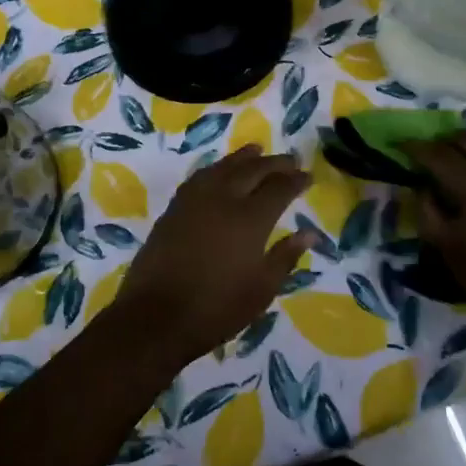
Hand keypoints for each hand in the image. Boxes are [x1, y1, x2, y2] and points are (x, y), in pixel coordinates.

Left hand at [112, 146, 312, 365]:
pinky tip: (218, 171)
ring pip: (222, 167)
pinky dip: (216, 168)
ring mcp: (194, 200)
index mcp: (250, 219)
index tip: (308, 176)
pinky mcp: (174, 208)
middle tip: (290, 159)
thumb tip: (309, 234)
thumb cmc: (217, 308)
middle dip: (274, 163)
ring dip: (243, 157)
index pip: (279, 189)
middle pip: (252, 170)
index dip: (295, 180)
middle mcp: (223, 199)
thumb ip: (285, 256)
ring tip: (256, 150)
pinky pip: (200, 177)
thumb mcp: (261, 289)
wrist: (156, 316)